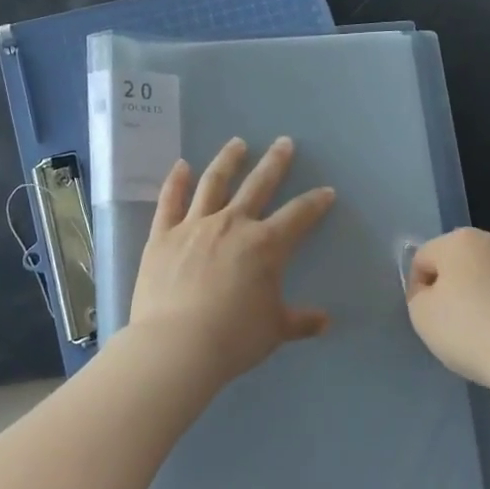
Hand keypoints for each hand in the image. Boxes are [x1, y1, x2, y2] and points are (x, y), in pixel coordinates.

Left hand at [126, 136, 336, 386]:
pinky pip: (170, 201)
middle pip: (258, 185)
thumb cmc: (233, 338)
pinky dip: (175, 182)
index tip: (326, 191)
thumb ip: (300, 321)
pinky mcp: (162, 235)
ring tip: (237, 143)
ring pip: (214, 183)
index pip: (298, 215)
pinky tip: (181, 166)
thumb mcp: (274, 330)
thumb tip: (325, 322)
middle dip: (274, 163)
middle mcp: (232, 224)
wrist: (177, 346)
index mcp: (265, 245)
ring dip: (228, 160)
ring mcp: (195, 225)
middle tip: (284, 142)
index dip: (315, 202)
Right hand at [406, 228, 489, 389]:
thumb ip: (418, 296)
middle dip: (452, 288)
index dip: (419, 290)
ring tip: (484, 332)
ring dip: (481, 295)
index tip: (428, 319)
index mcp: (459, 239)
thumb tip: (433, 291)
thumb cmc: (471, 331)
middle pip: (458, 262)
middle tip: (453, 325)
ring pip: (488, 275)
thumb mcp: (422, 316)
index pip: (424, 259)